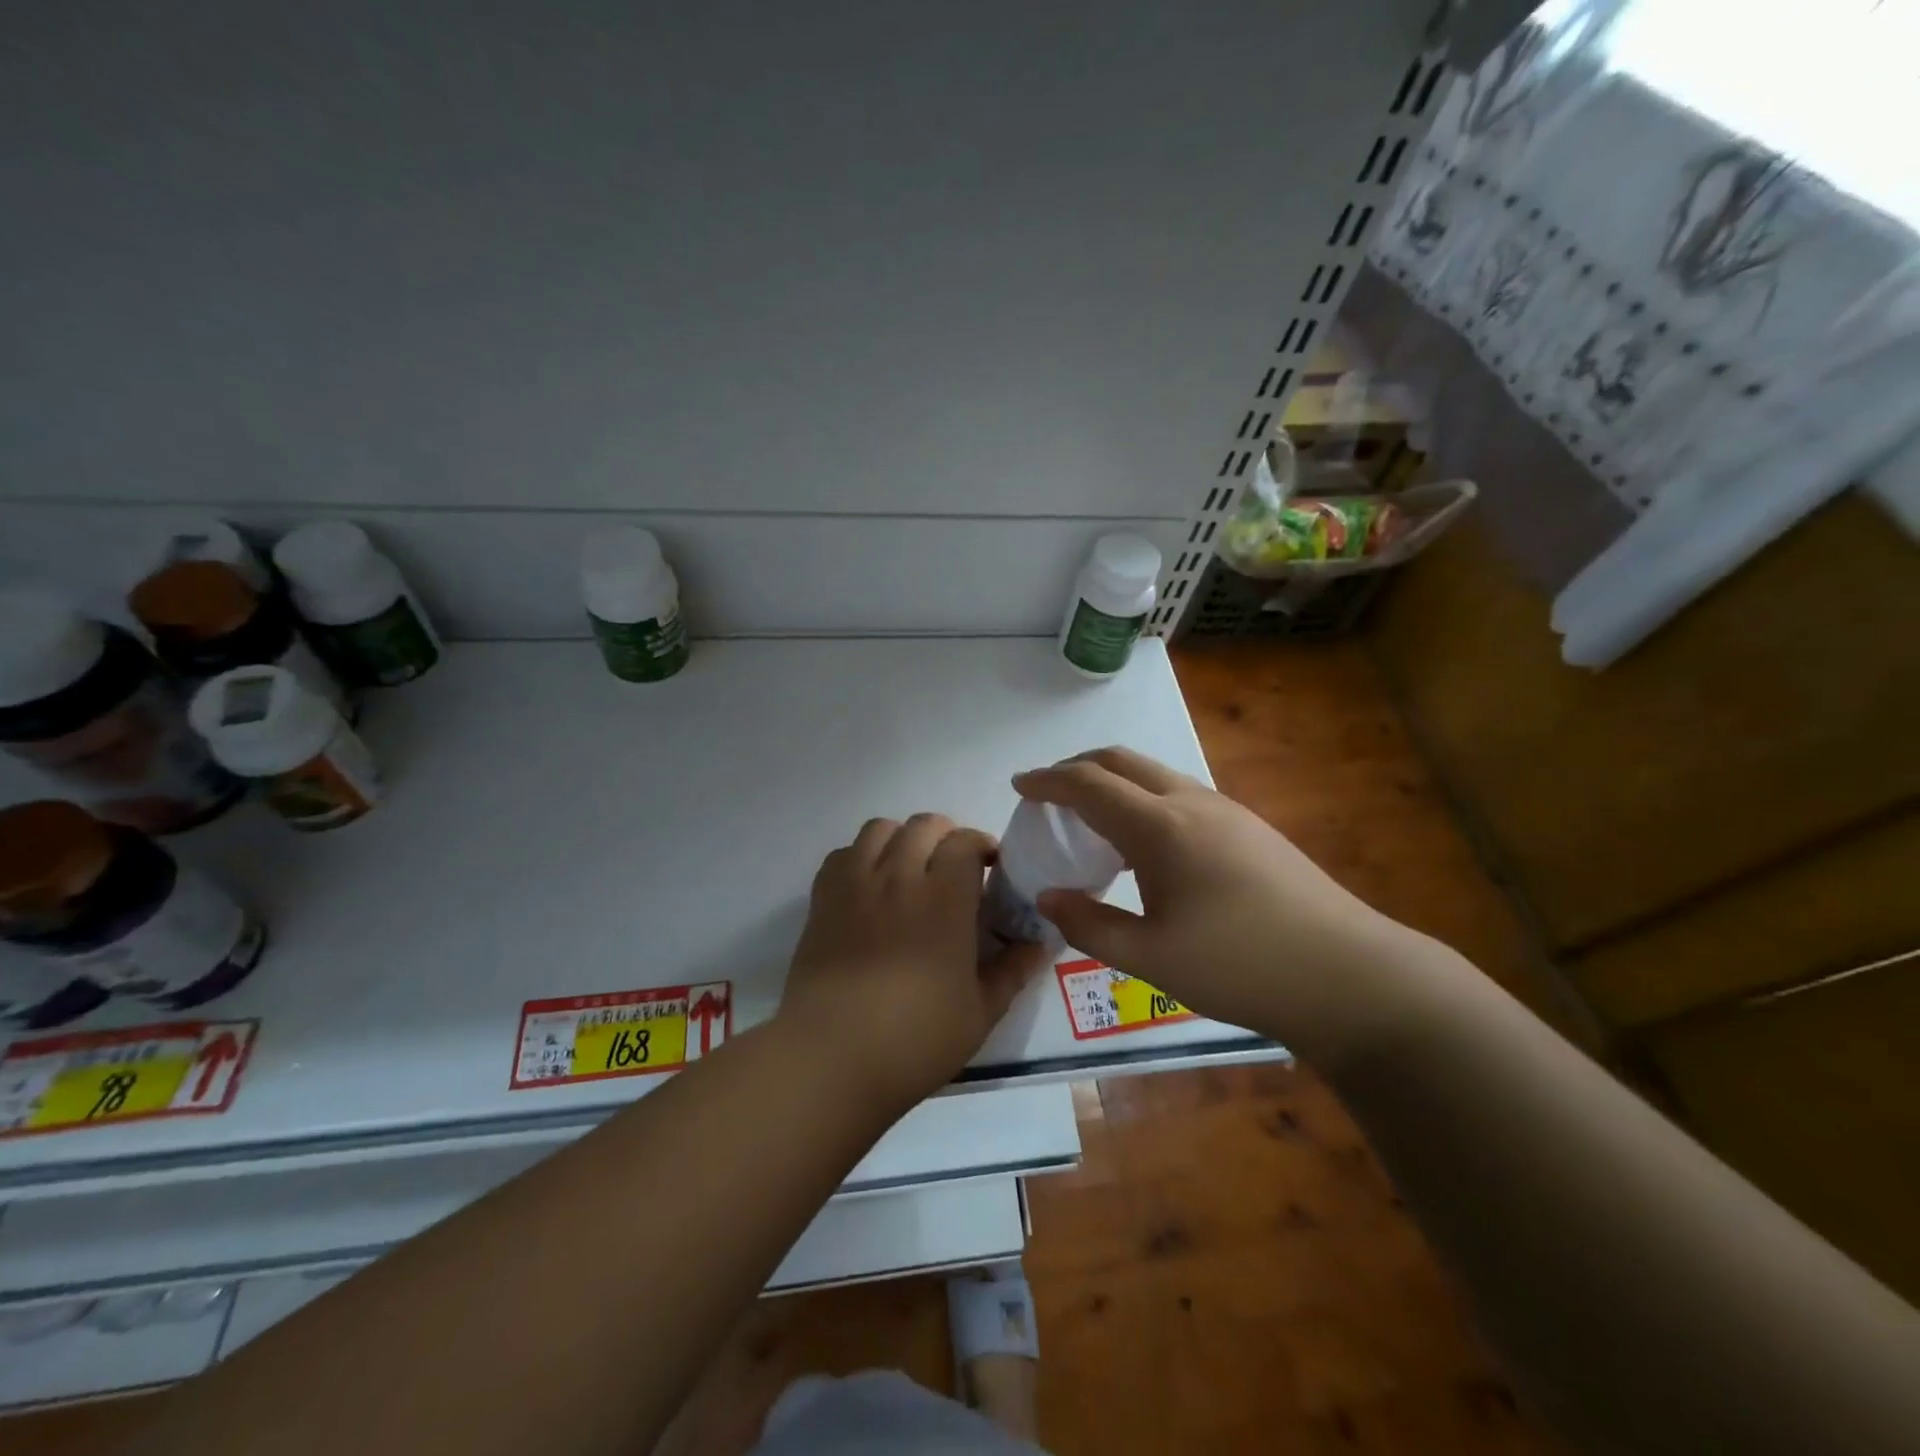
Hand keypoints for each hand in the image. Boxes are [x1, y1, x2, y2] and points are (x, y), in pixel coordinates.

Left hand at [780, 814, 1048, 1112]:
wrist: (832, 1056)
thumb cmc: (916, 1038)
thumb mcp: (980, 1012)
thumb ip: (1012, 972)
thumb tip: (1038, 945)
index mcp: (945, 898)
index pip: (965, 842)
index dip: (981, 845)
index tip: (991, 867)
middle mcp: (900, 876)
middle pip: (923, 825)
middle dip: (945, 836)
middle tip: (953, 868)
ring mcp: (856, 884)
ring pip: (879, 829)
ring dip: (901, 838)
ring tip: (909, 868)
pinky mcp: (822, 900)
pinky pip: (842, 854)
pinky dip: (860, 857)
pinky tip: (868, 887)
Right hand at [1015, 748, 1422, 1061]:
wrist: (1347, 975)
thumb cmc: (1239, 965)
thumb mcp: (1150, 958)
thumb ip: (1090, 924)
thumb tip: (1047, 898)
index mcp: (1161, 826)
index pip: (1089, 784)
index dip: (1048, 780)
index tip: (1019, 785)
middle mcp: (1191, 802)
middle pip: (1121, 761)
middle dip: (1077, 767)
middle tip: (1049, 793)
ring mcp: (1226, 811)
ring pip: (1154, 774)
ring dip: (1113, 782)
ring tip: (1091, 819)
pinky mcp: (1249, 828)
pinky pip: (1178, 794)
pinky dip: (1142, 800)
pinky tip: (1145, 845)